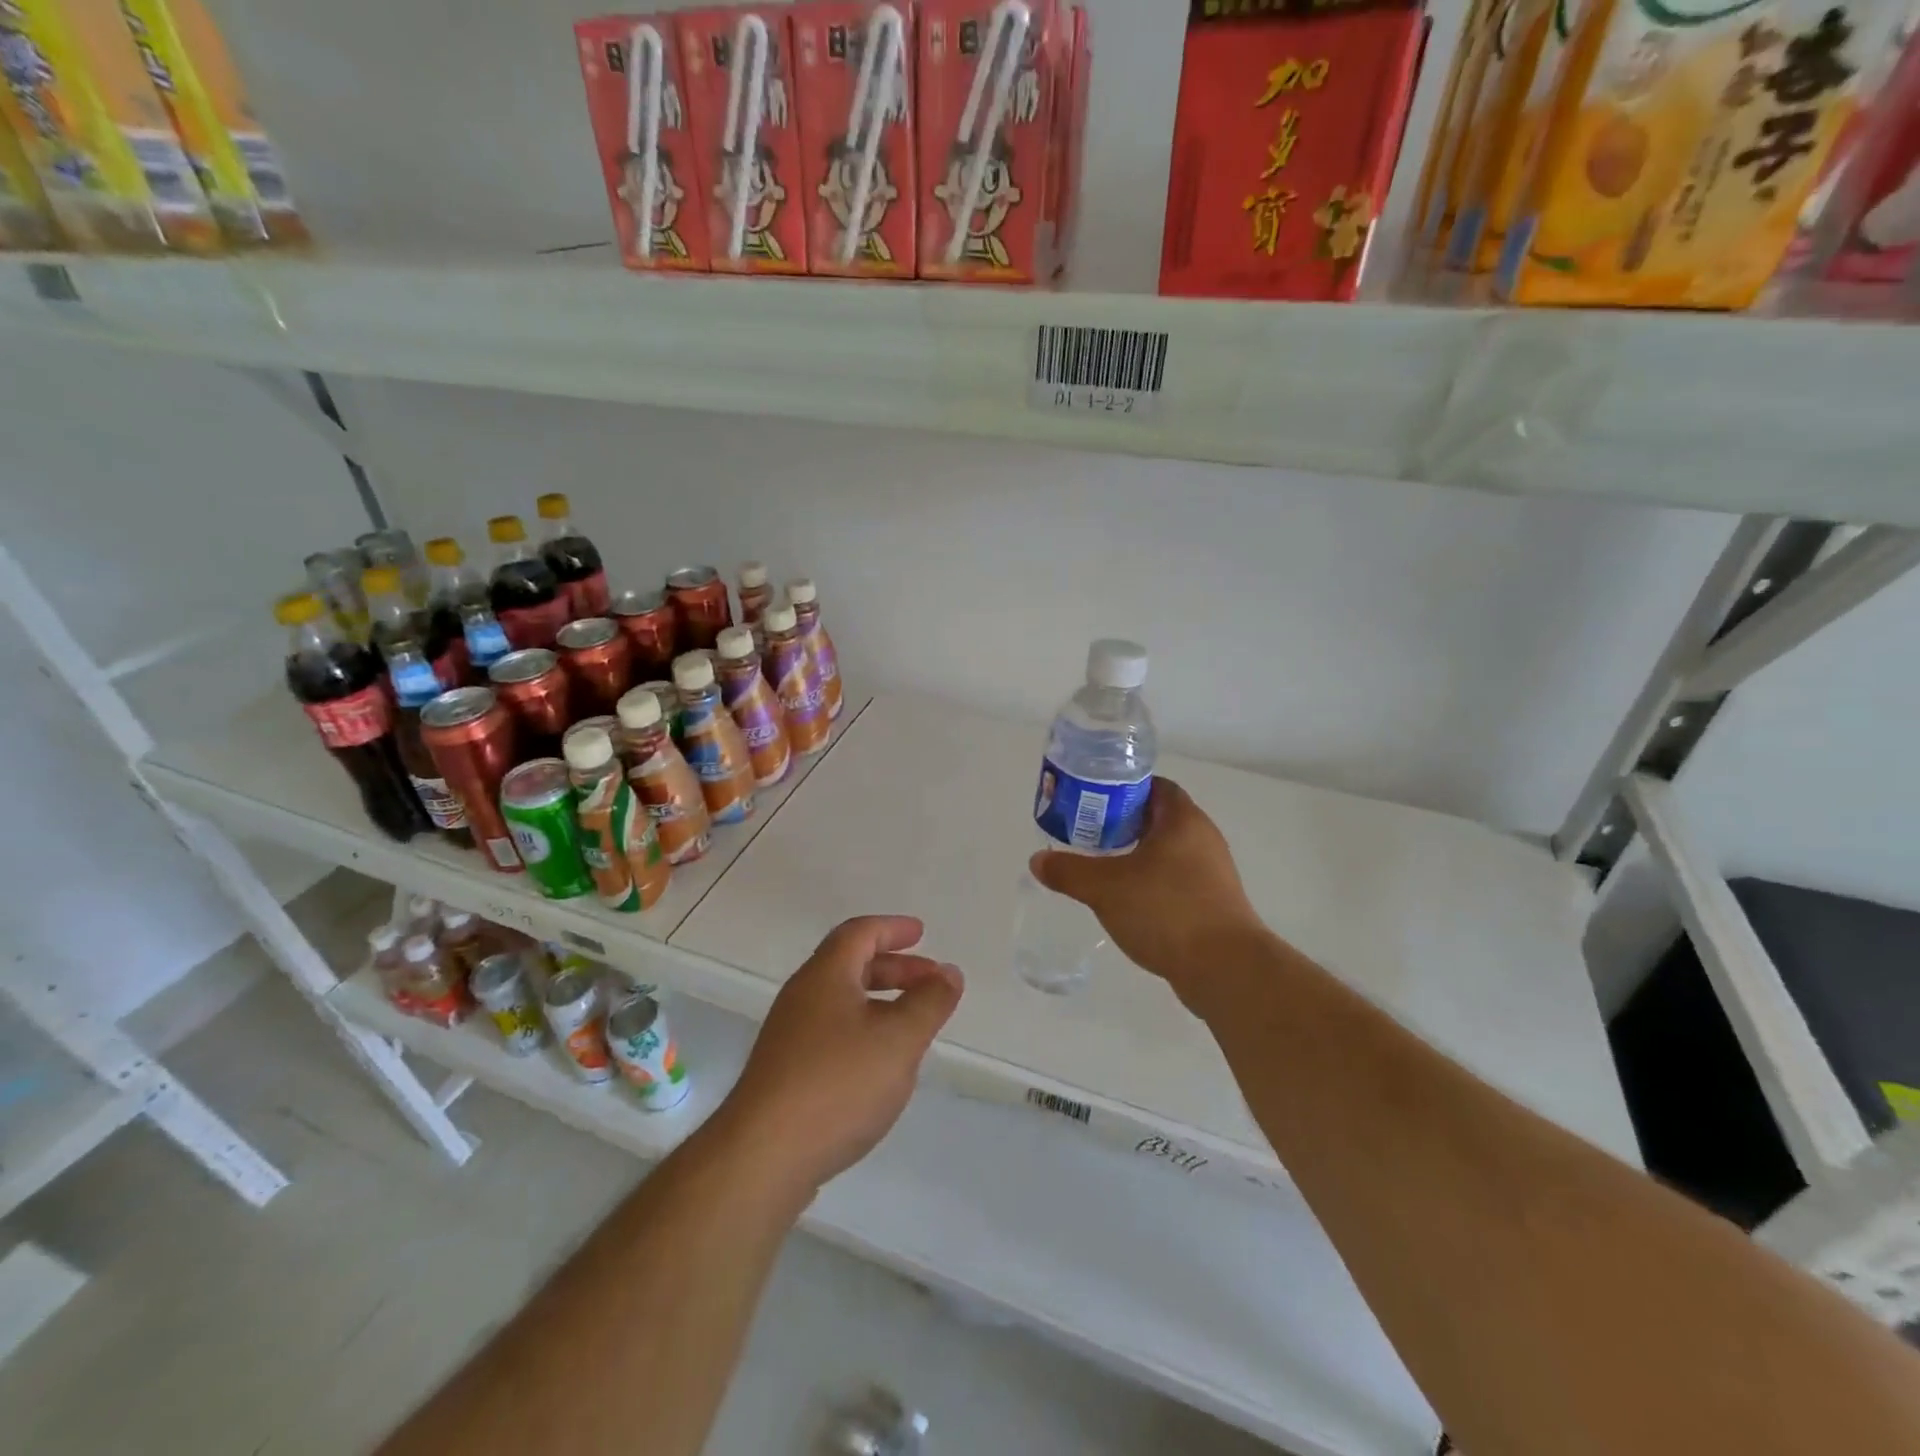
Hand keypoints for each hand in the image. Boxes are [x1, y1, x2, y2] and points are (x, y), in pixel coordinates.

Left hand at [718, 916, 962, 1196]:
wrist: (763, 1158)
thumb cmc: (838, 1084)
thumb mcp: (899, 1040)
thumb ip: (929, 1003)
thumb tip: (949, 972)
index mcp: (825, 976)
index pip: (859, 933)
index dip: (892, 929)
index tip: (921, 934)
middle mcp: (802, 997)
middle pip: (849, 965)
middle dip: (894, 968)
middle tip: (930, 982)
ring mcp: (788, 1036)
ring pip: (841, 1002)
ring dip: (880, 1003)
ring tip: (913, 1026)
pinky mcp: (784, 1073)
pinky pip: (831, 1034)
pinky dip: (863, 1032)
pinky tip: (879, 1066)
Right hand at [1029, 778, 1268, 1002]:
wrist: (1225, 969)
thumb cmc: (1166, 911)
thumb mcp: (1105, 888)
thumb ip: (1069, 871)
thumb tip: (1037, 860)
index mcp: (1182, 820)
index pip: (1154, 786)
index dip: (1123, 788)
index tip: (1093, 801)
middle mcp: (1203, 838)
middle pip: (1159, 818)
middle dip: (1124, 823)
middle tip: (1090, 834)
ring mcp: (1213, 872)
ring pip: (1169, 851)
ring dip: (1138, 855)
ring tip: (1104, 868)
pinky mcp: (1215, 903)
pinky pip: (1178, 879)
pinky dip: (1153, 882)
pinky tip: (1130, 901)